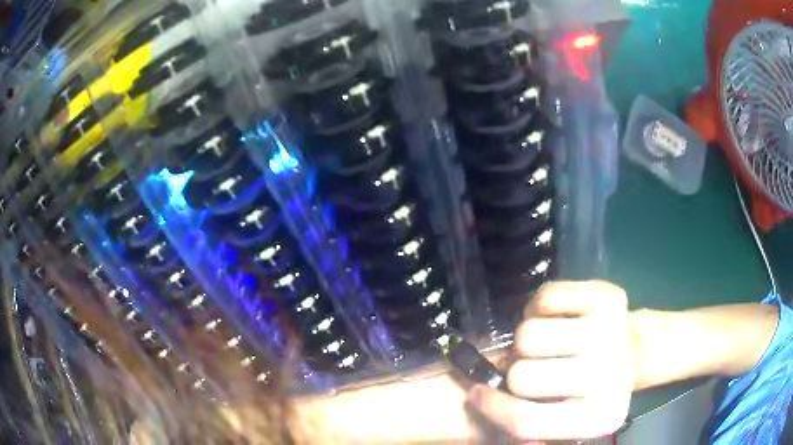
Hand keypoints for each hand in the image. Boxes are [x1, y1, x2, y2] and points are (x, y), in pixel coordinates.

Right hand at [468, 281, 634, 440]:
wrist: (633, 350)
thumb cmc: (590, 390)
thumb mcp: (563, 422)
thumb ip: (528, 425)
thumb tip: (484, 404)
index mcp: (596, 418)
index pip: (525, 422)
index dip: (492, 408)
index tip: (477, 394)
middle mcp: (609, 378)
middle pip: (522, 378)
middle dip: (515, 372)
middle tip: (530, 367)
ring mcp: (611, 333)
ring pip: (527, 335)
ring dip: (525, 341)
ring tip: (544, 344)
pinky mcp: (607, 296)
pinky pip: (545, 297)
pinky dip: (537, 308)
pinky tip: (554, 318)